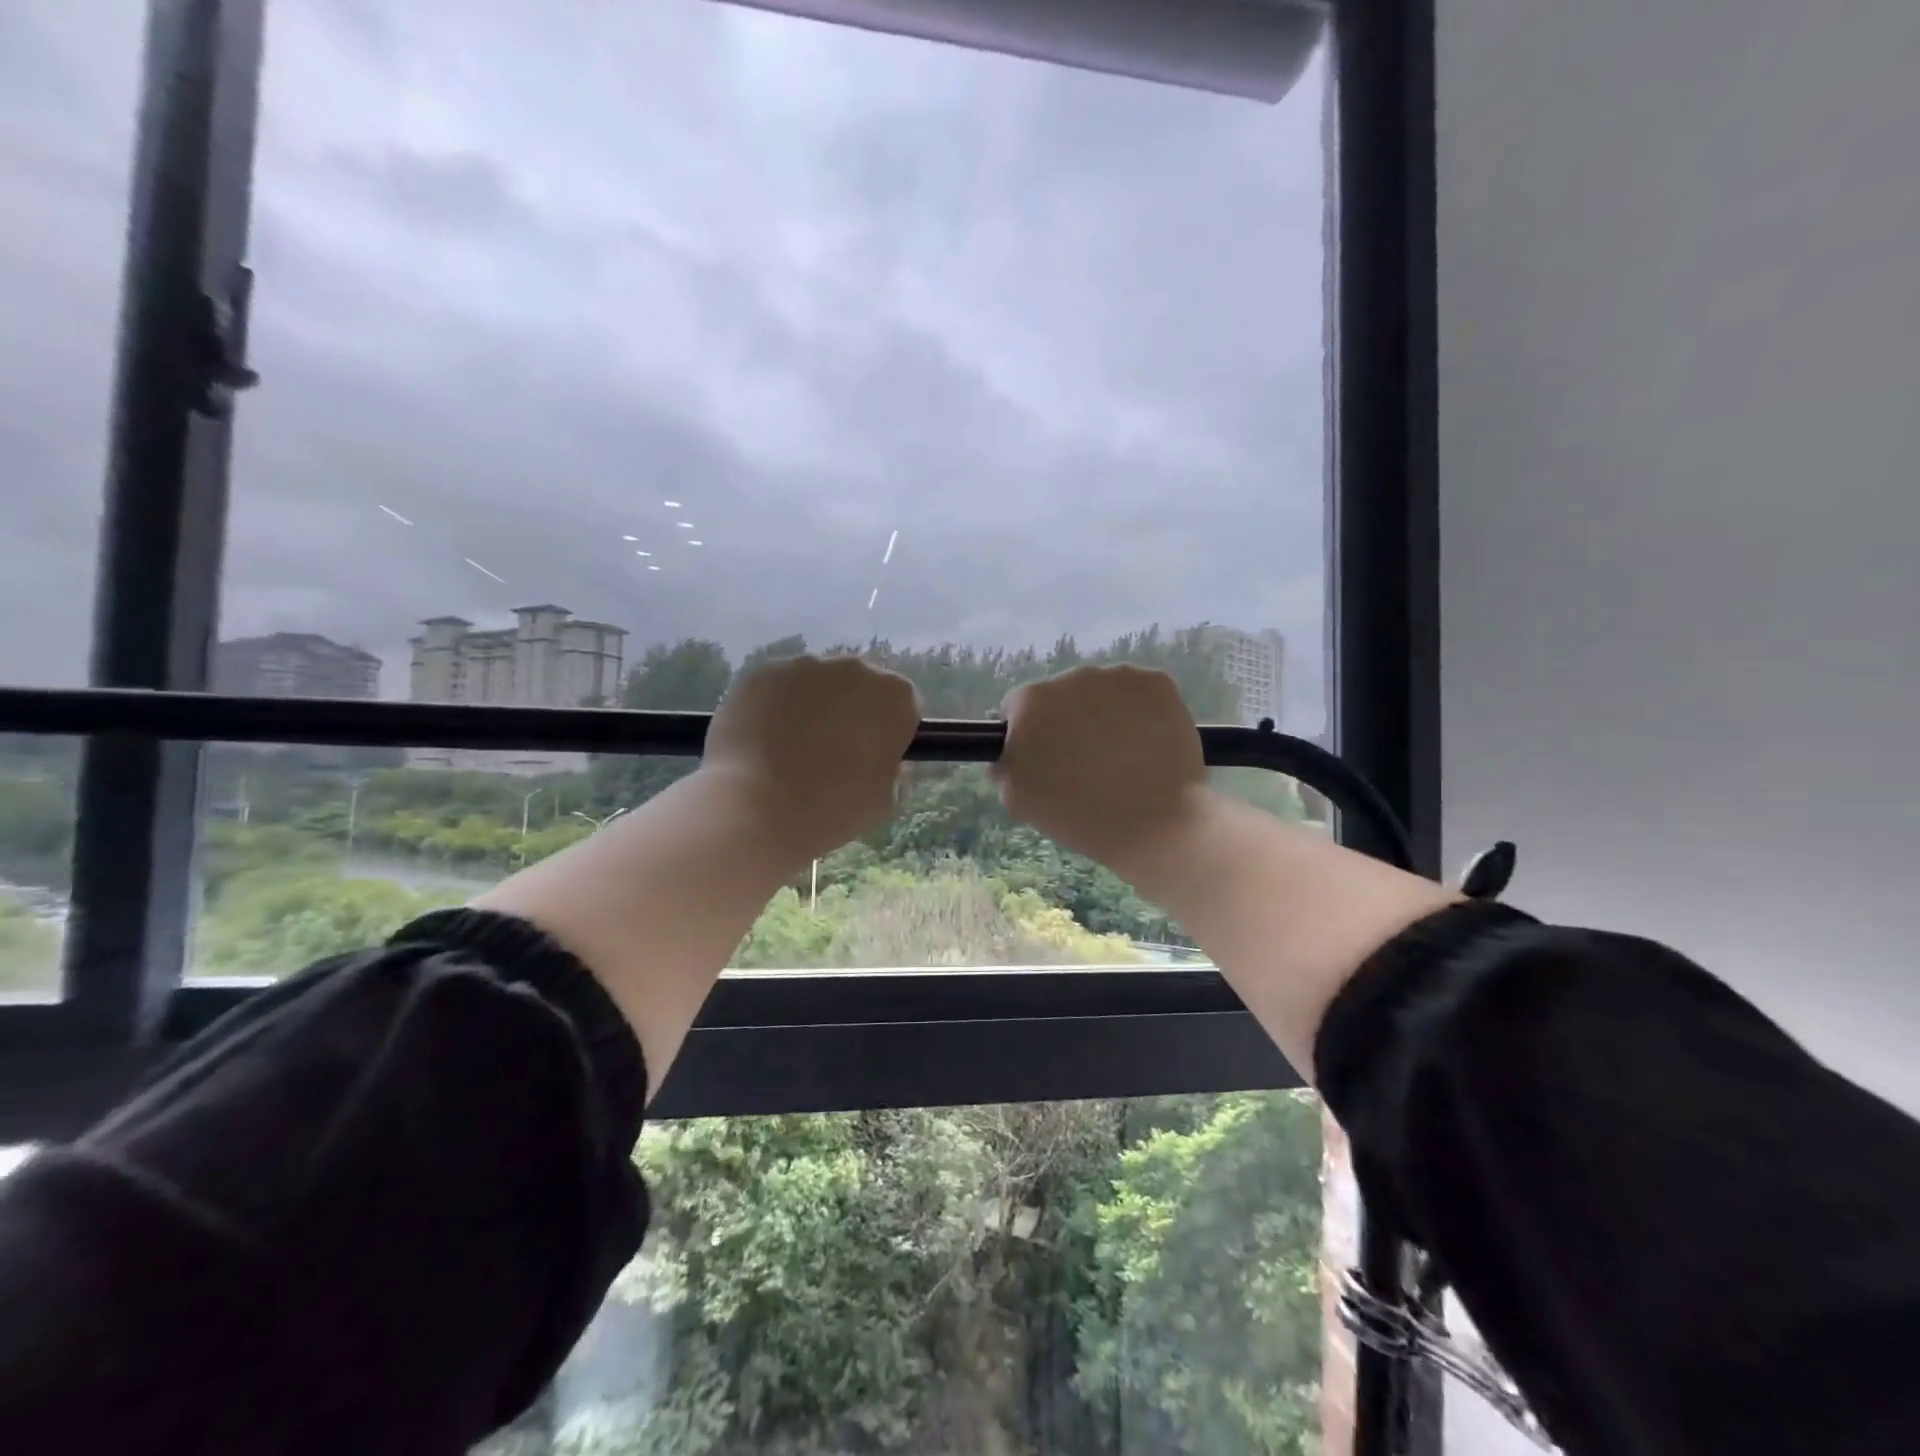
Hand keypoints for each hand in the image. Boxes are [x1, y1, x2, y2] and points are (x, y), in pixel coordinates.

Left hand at [701, 653, 920, 863]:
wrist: (753, 808)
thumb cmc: (831, 808)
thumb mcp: (885, 800)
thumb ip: (891, 768)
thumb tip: (877, 756)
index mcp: (894, 696)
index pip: (903, 704)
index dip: (890, 731)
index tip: (874, 757)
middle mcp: (853, 668)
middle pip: (859, 686)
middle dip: (851, 712)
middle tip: (832, 754)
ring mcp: (802, 666)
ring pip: (816, 684)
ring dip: (812, 707)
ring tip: (790, 751)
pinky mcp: (760, 672)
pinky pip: (777, 687)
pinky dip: (774, 708)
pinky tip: (761, 743)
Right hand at [993, 665, 1208, 874]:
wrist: (1156, 824)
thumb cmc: (1079, 816)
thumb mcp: (1017, 799)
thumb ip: (1003, 764)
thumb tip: (1009, 748)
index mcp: (1031, 701)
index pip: (1017, 707)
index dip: (1028, 734)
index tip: (1043, 759)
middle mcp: (1072, 676)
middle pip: (1062, 695)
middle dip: (1068, 721)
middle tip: (1084, 761)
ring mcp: (1119, 676)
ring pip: (1102, 692)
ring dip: (1104, 714)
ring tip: (1121, 756)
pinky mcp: (1158, 682)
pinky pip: (1140, 693)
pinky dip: (1141, 713)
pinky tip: (1147, 745)